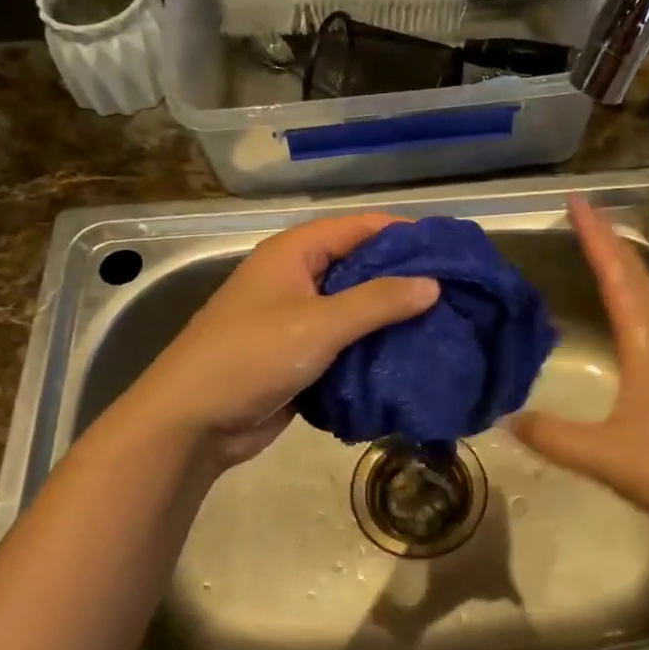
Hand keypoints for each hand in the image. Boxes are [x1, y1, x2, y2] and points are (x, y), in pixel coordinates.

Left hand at [126, 212, 438, 467]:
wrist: (194, 421)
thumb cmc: (252, 357)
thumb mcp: (319, 324)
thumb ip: (378, 302)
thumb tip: (433, 284)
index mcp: (294, 253)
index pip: (359, 228)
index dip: (403, 234)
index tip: (449, 249)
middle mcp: (296, 278)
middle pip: (359, 267)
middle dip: (402, 279)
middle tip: (454, 292)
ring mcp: (296, 319)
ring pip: (354, 310)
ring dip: (390, 318)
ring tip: (442, 325)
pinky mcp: (299, 356)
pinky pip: (344, 344)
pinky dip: (371, 348)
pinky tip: (409, 357)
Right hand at [509, 197, 648, 541]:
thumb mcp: (606, 456)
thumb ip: (554, 437)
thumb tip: (506, 417)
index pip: (619, 282)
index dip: (596, 240)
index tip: (576, 203)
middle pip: (640, 282)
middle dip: (611, 244)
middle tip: (584, 214)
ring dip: (626, 270)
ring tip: (603, 253)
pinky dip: (635, 304)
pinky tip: (628, 320)